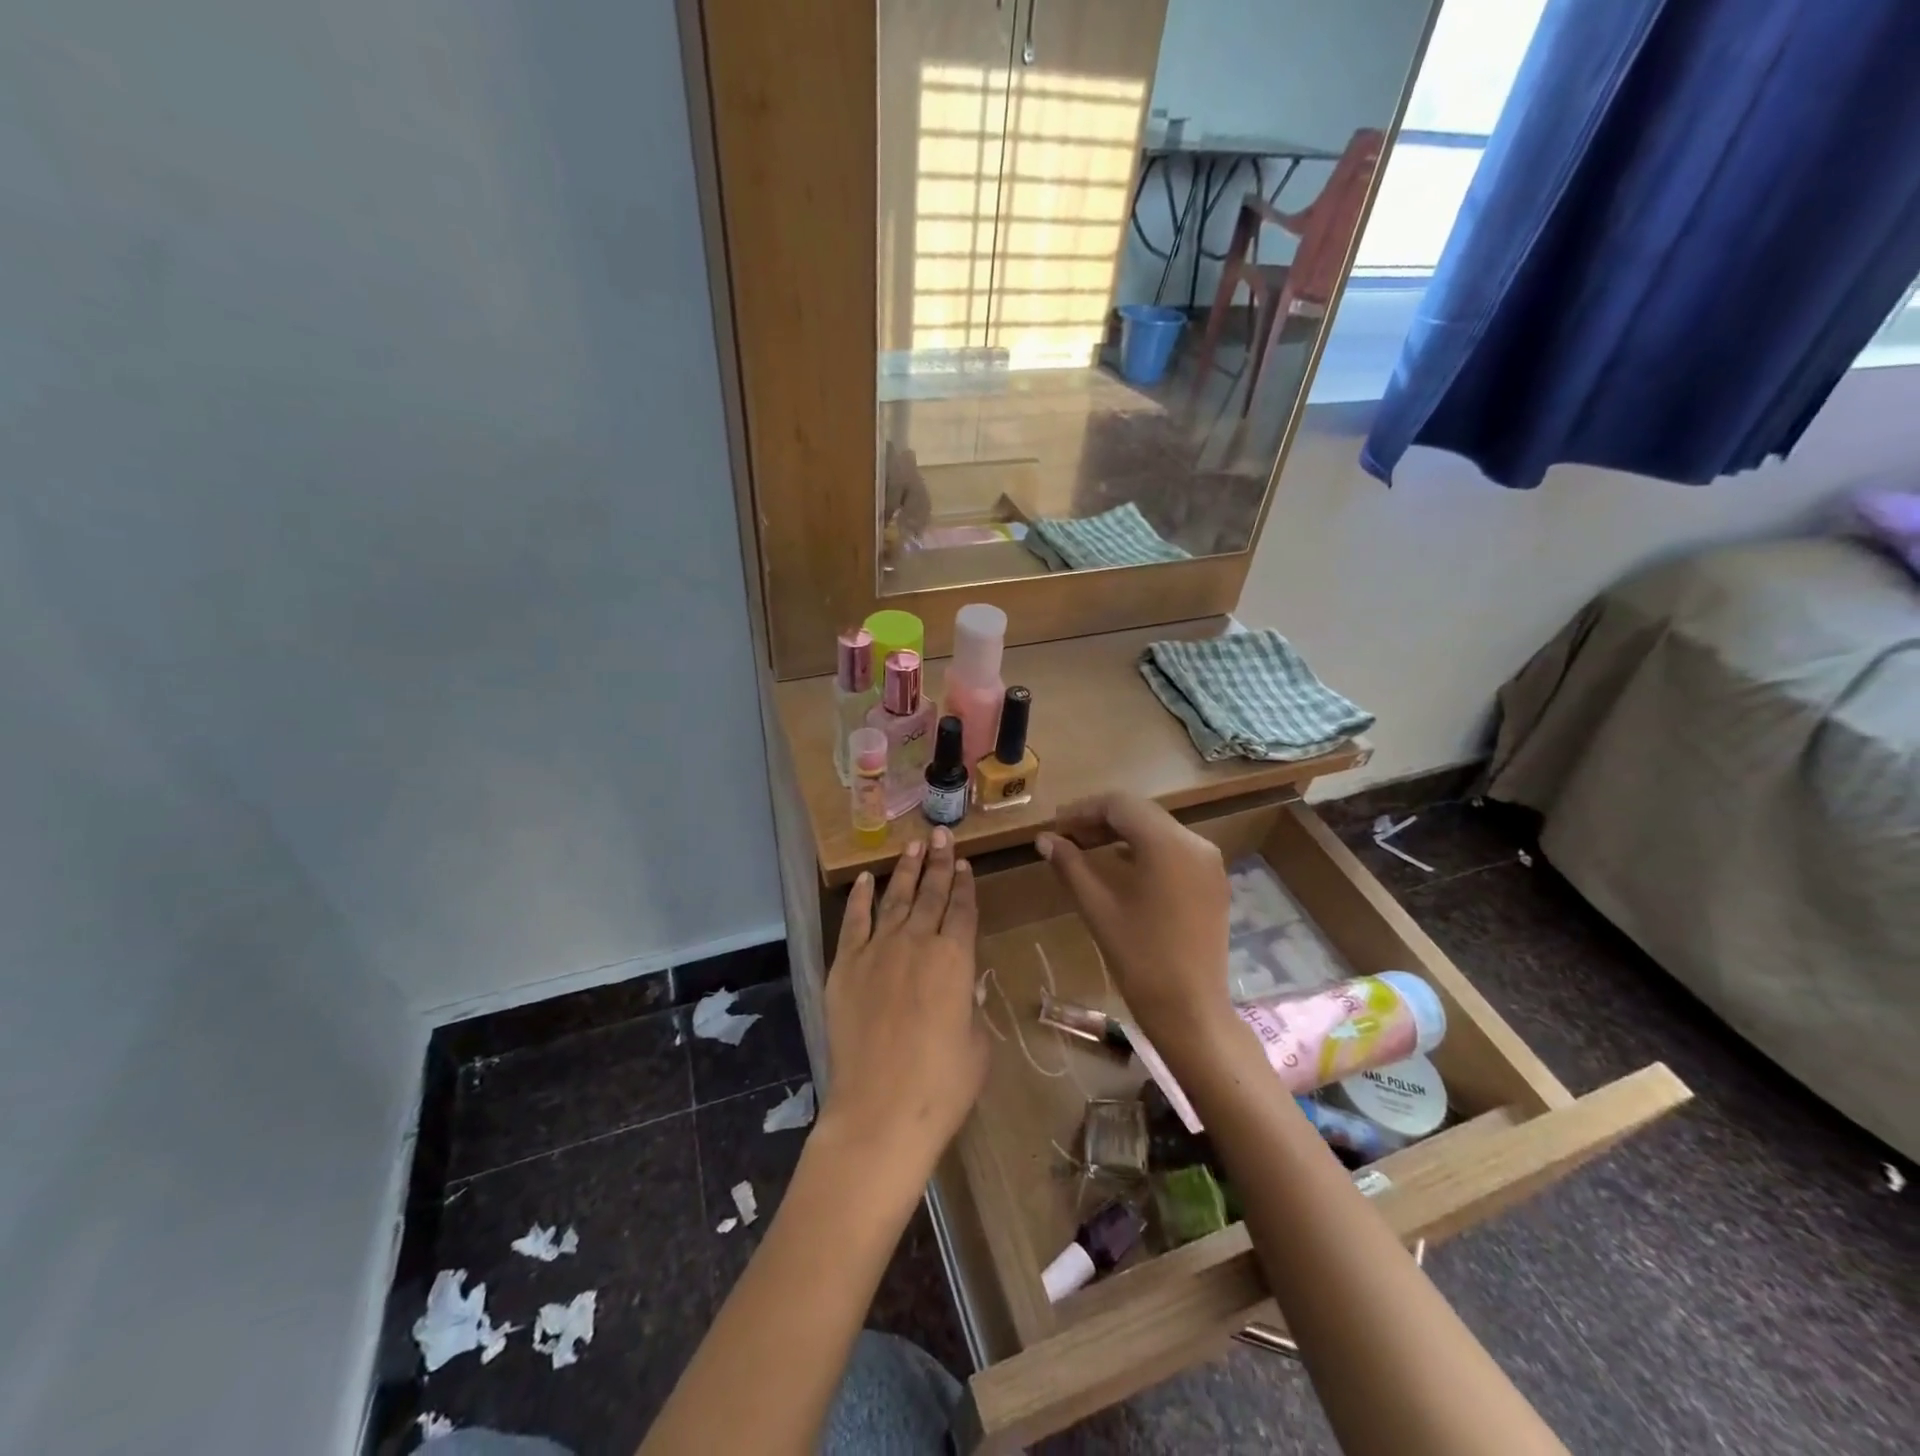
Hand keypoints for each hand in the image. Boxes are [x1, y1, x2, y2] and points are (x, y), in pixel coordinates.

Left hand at [820, 829, 988, 1196]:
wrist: (881, 1111)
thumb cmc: (942, 1085)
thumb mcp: (976, 1042)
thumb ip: (969, 1003)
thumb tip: (960, 985)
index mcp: (956, 958)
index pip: (964, 910)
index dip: (965, 885)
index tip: (964, 863)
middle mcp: (918, 943)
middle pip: (931, 893)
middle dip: (939, 863)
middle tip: (942, 835)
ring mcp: (878, 951)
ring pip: (895, 899)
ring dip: (905, 871)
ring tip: (914, 847)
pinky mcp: (845, 966)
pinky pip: (854, 922)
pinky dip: (861, 898)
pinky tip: (867, 879)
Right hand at [1036, 794, 1233, 1051]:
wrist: (1191, 1010)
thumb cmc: (1139, 958)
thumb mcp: (1097, 907)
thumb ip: (1070, 865)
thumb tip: (1044, 839)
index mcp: (1167, 844)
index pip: (1120, 804)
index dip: (1083, 810)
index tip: (1055, 826)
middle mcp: (1195, 843)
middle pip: (1141, 813)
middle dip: (1101, 820)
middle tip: (1066, 837)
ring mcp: (1209, 863)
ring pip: (1158, 830)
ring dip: (1122, 834)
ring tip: (1087, 851)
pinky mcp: (1213, 882)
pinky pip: (1174, 850)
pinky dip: (1144, 850)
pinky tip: (1120, 868)